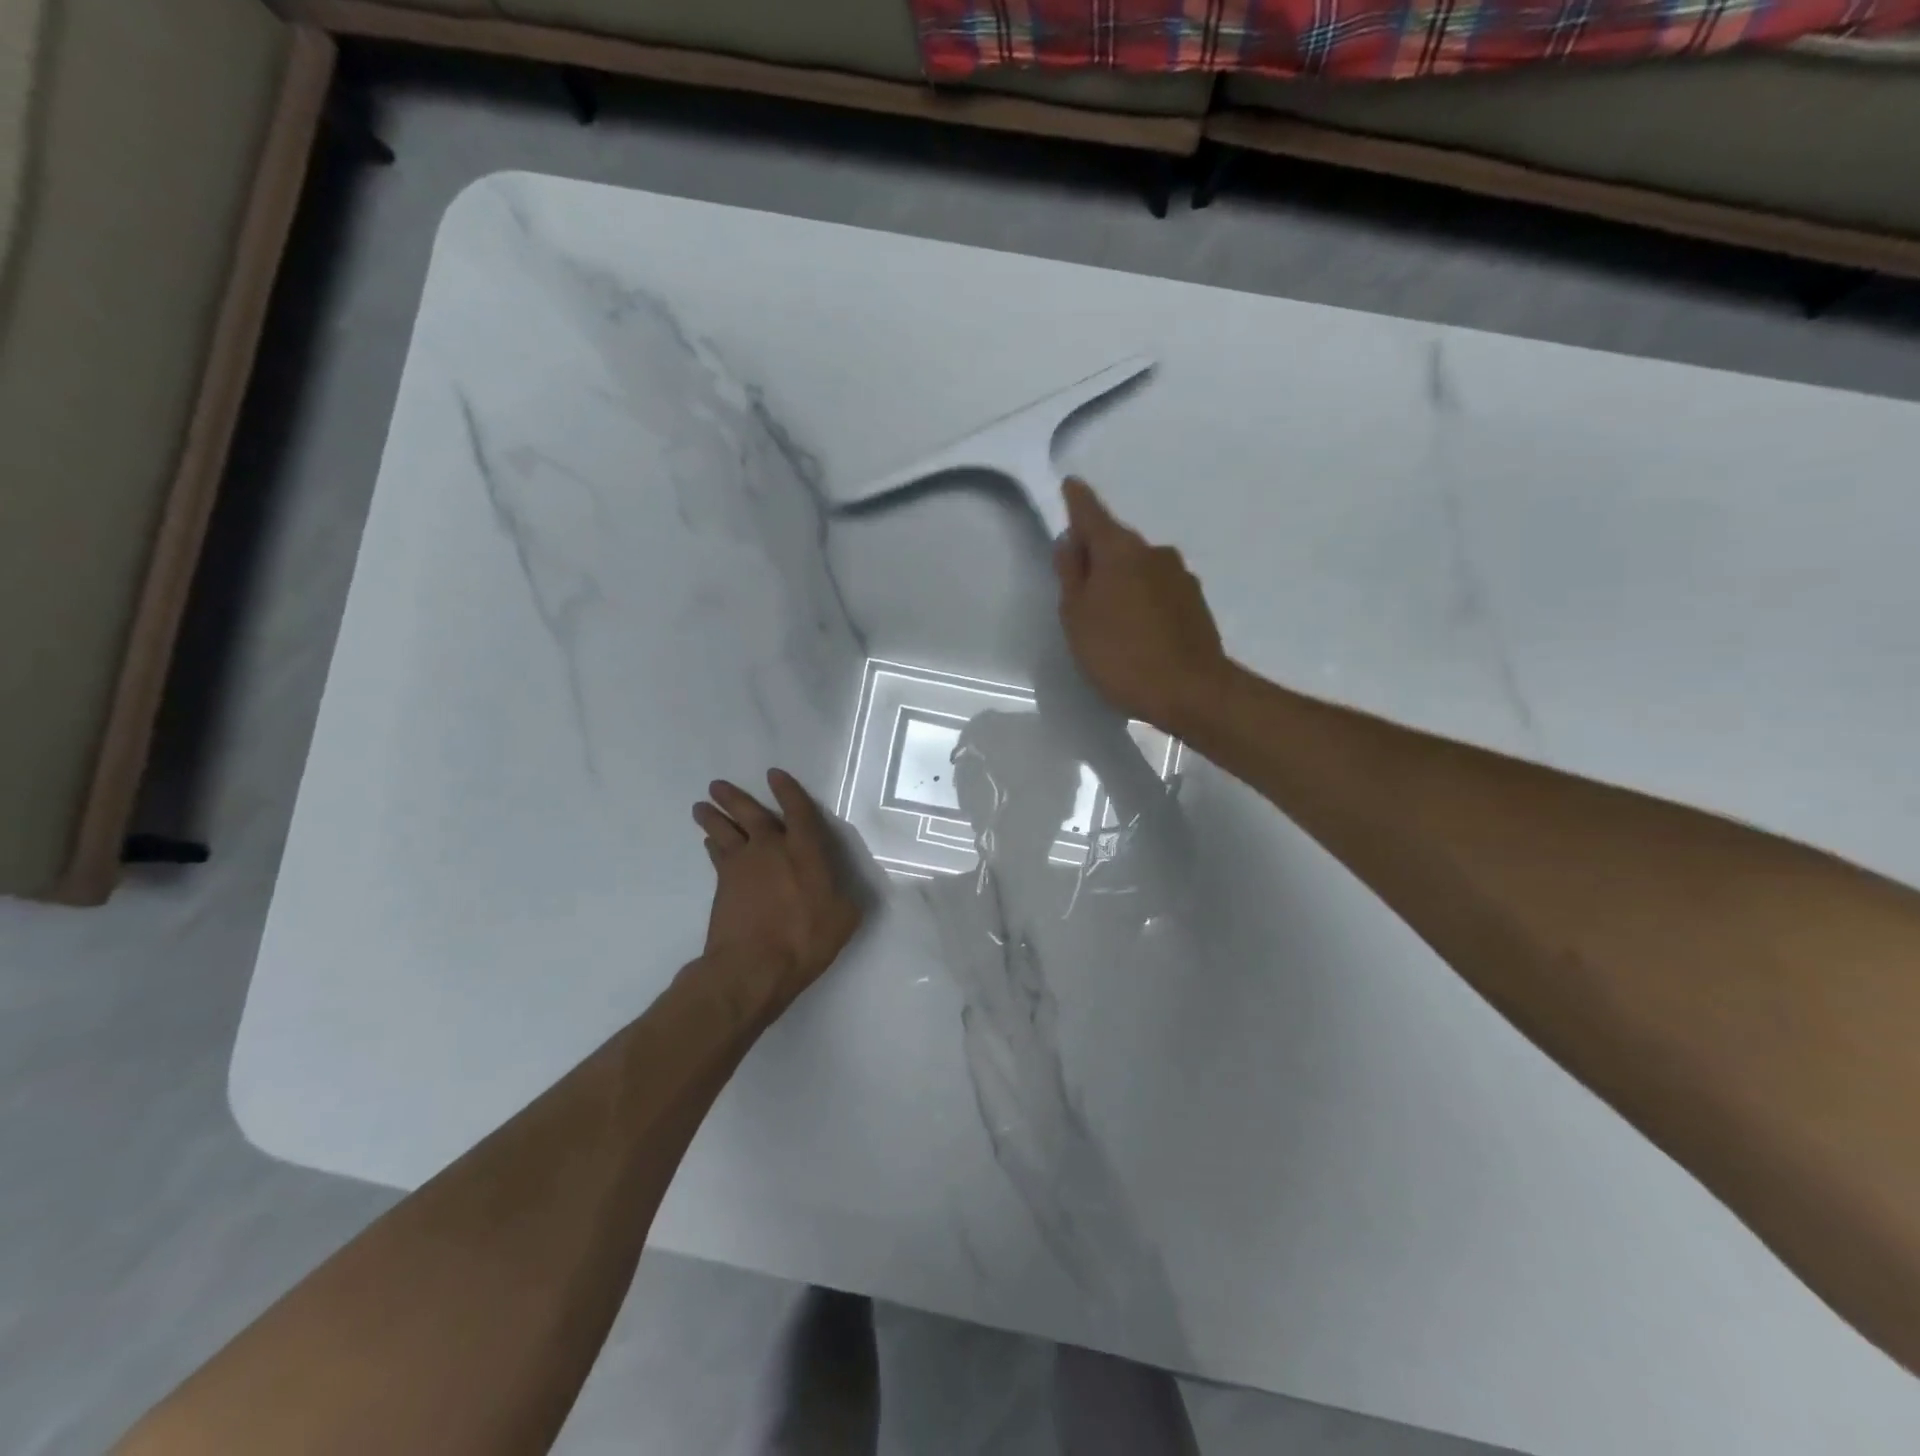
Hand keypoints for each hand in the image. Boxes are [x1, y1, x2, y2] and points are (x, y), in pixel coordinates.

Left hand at [691, 770, 864, 1022]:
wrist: (752, 966)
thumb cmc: (805, 939)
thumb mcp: (843, 918)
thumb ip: (844, 897)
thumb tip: (842, 890)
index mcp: (805, 851)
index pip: (798, 811)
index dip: (788, 791)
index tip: (774, 774)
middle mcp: (771, 849)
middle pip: (750, 814)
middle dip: (734, 797)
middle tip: (716, 785)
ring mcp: (743, 866)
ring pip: (724, 831)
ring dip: (713, 817)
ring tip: (701, 806)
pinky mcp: (722, 886)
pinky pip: (717, 856)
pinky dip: (712, 845)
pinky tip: (709, 843)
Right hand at [1054, 477, 1231, 735]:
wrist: (1190, 691)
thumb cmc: (1120, 654)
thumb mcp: (1077, 617)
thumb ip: (1071, 574)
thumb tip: (1071, 542)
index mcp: (1119, 550)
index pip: (1092, 513)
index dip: (1077, 501)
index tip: (1071, 485)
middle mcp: (1153, 552)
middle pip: (1116, 542)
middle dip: (1097, 553)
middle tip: (1078, 584)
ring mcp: (1180, 575)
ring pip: (1139, 567)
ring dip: (1122, 580)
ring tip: (1109, 617)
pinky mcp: (1195, 601)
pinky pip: (1158, 589)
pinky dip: (1143, 599)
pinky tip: (1137, 630)